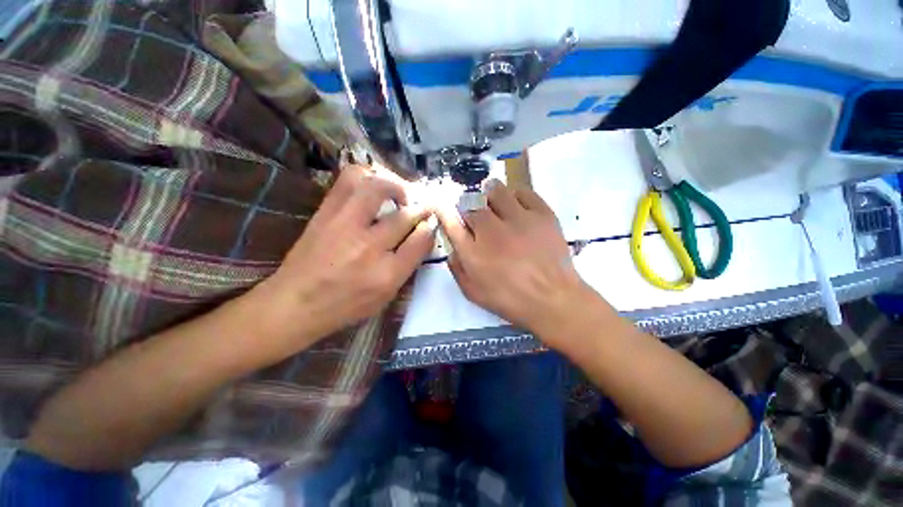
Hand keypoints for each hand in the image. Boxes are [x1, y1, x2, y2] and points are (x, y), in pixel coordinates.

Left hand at [257, 163, 435, 347]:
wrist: (294, 303)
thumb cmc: (345, 305)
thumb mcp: (385, 295)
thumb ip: (408, 265)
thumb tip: (423, 234)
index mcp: (387, 274)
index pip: (421, 240)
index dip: (429, 228)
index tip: (429, 224)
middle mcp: (368, 246)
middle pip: (405, 215)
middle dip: (421, 208)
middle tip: (422, 207)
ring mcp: (344, 225)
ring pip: (378, 188)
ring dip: (396, 186)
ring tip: (398, 194)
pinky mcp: (325, 212)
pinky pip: (349, 180)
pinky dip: (367, 176)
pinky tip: (373, 186)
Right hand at [437, 180, 593, 348]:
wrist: (553, 299)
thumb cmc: (511, 300)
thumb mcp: (474, 293)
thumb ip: (457, 269)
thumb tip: (452, 249)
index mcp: (473, 252)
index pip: (451, 222)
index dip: (444, 211)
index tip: (442, 206)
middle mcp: (492, 231)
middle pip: (471, 204)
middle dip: (467, 205)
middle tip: (474, 213)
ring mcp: (518, 220)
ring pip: (496, 191)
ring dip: (489, 193)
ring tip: (492, 201)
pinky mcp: (542, 215)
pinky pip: (523, 192)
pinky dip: (515, 195)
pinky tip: (516, 205)